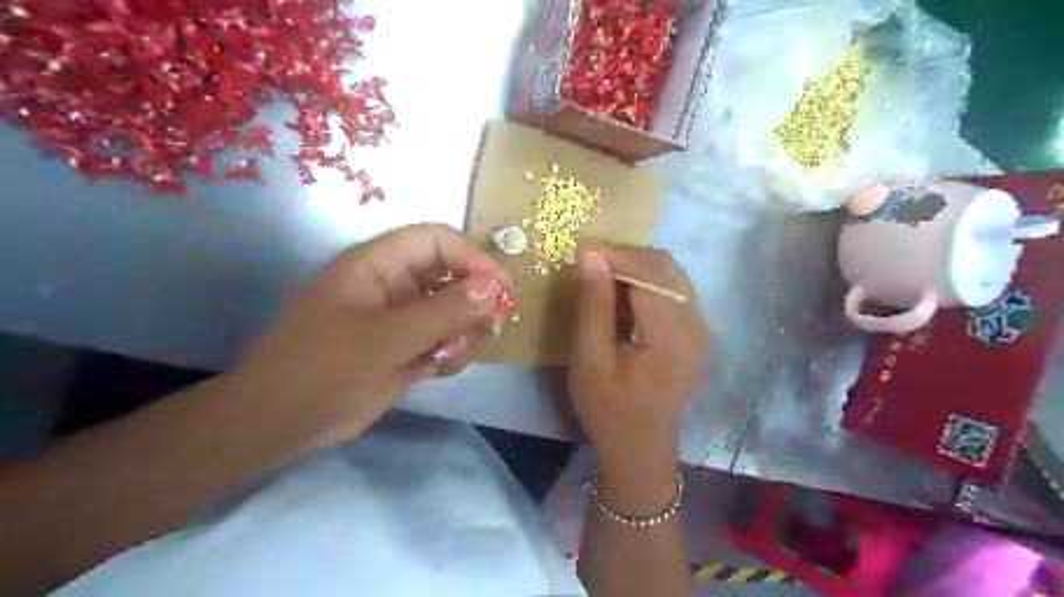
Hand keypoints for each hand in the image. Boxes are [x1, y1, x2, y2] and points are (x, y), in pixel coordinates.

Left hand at [233, 224, 515, 448]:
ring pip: (453, 310)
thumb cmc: (325, 370)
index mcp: (378, 264)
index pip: (437, 240)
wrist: (281, 424)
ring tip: (449, 358)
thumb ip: (443, 311)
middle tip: (489, 330)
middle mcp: (393, 283)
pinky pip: (444, 337)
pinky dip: (450, 352)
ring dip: (463, 332)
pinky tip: (437, 370)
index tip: (499, 291)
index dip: (472, 258)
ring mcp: (401, 315)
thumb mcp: (386, 339)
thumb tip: (493, 287)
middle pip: (452, 275)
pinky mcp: (405, 344)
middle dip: (474, 302)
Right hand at [570, 245, 709, 510]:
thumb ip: (594, 305)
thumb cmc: (609, 410)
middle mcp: (697, 326)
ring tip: (603, 274)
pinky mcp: (697, 334)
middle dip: (627, 256)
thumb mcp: (590, 359)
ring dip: (638, 267)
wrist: (640, 450)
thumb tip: (590, 254)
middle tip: (590, 260)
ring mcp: (702, 329)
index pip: (650, 275)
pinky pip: (675, 291)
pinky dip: (648, 282)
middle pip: (667, 267)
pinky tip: (624, 293)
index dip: (616, 255)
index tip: (582, 248)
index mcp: (673, 337)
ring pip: (673, 275)